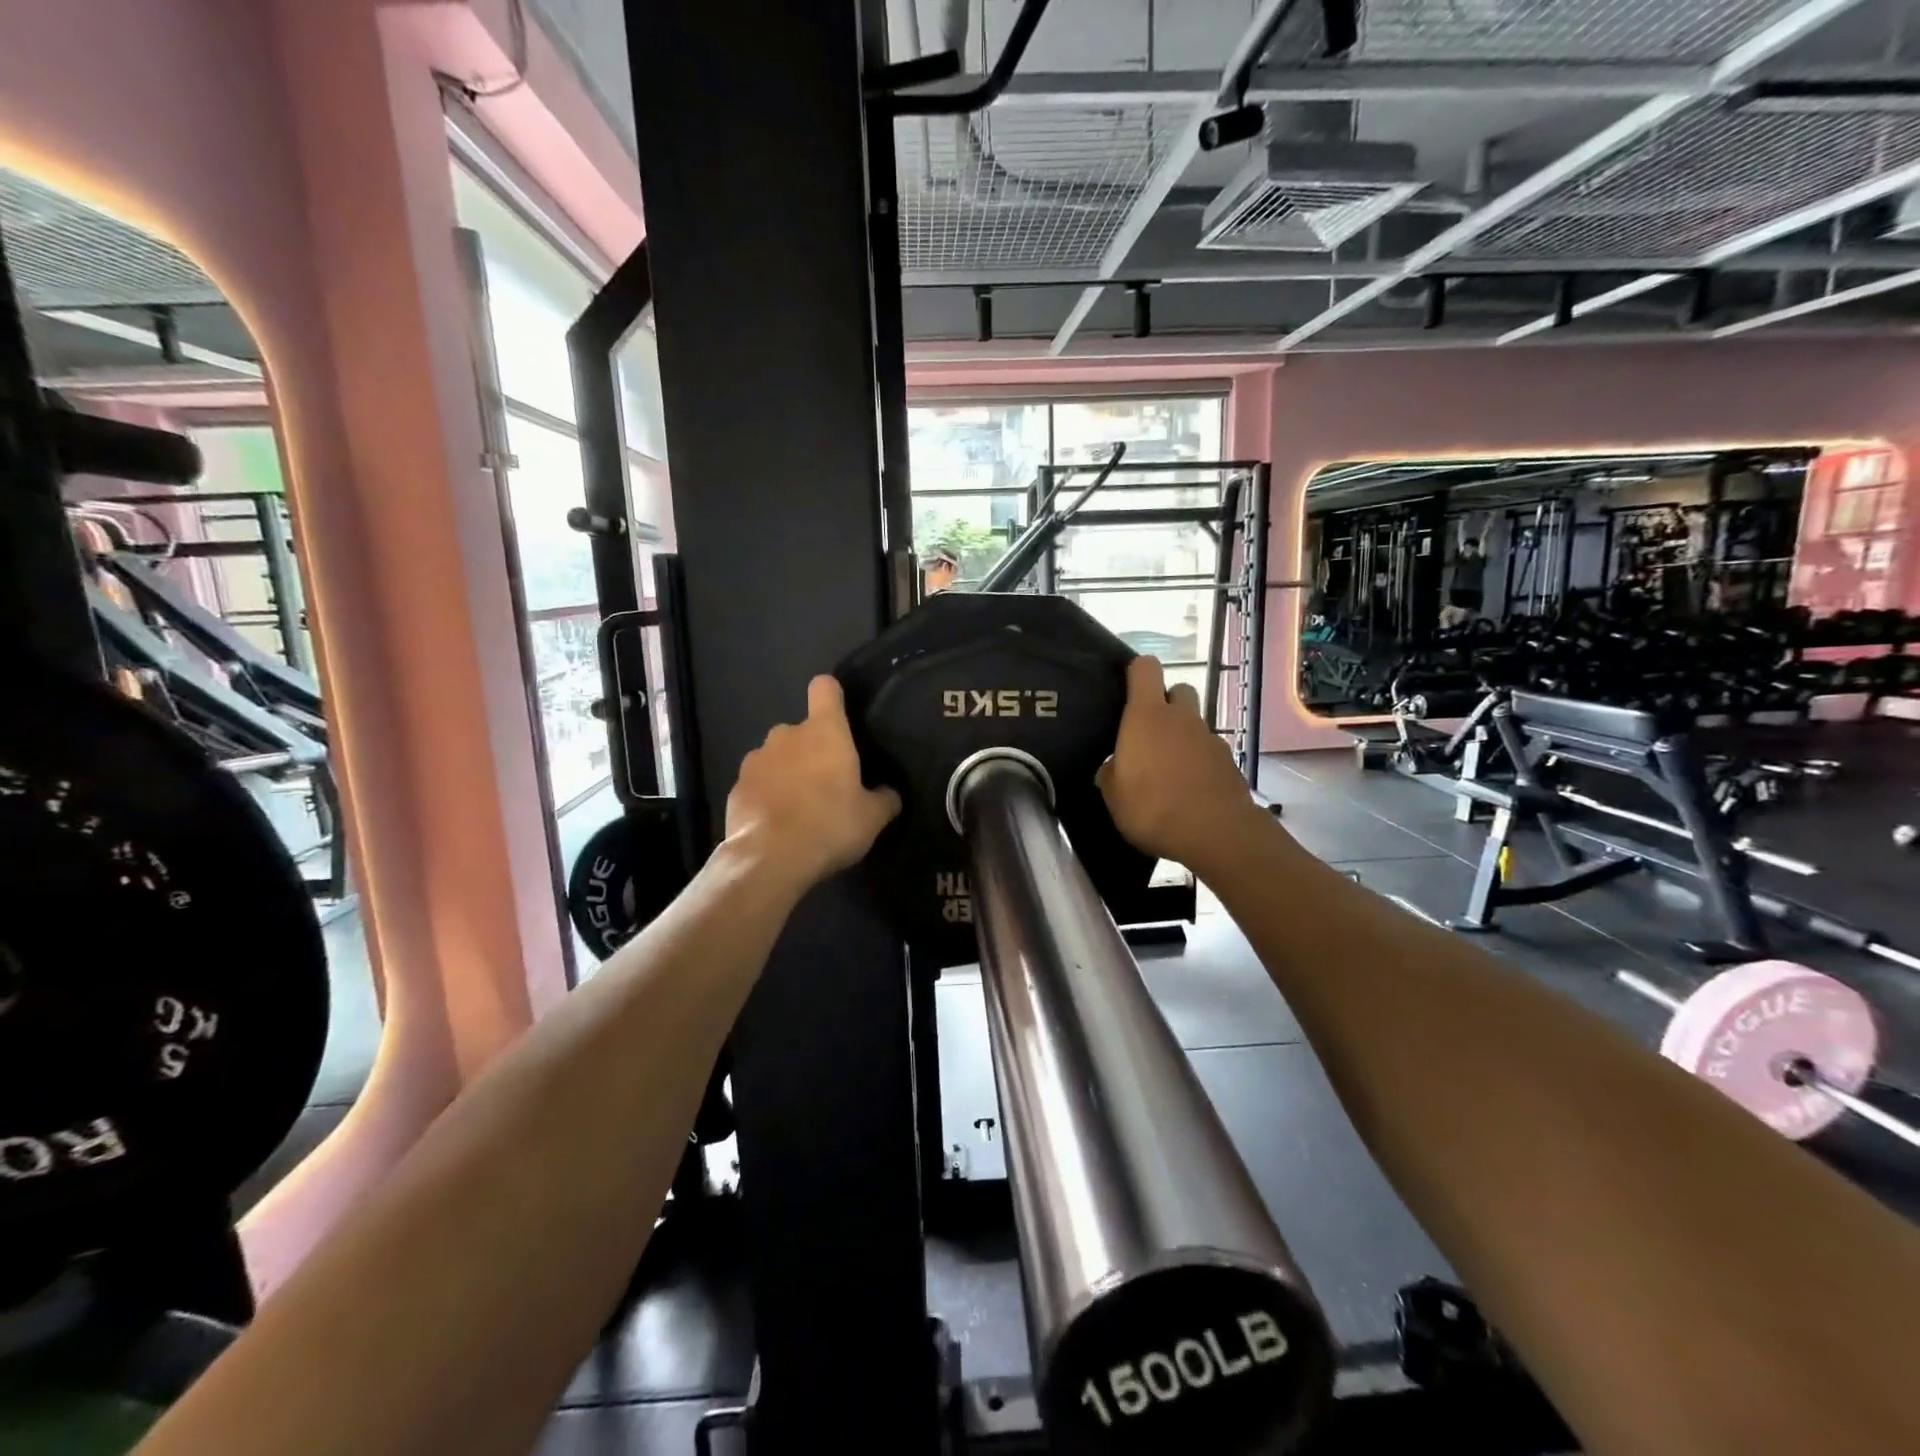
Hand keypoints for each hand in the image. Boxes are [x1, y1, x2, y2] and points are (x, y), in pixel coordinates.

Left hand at [724, 675, 900, 890]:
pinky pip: (757, 783)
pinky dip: (766, 796)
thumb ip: (884, 799)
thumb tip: (889, 793)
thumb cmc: (830, 826)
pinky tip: (776, 824)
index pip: (824, 688)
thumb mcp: (872, 818)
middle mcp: (786, 735)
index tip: (839, 714)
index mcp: (825, 732)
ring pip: (776, 757)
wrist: (770, 859)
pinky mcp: (736, 787)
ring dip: (787, 773)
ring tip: (799, 807)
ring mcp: (756, 760)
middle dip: (811, 750)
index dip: (832, 696)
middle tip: (826, 784)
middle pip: (801, 730)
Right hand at [1096, 656, 1262, 873]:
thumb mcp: (1114, 796)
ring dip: (1182, 738)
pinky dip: (1198, 763)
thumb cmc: (1153, 808)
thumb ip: (1110, 774)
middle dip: (1166, 703)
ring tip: (1167, 771)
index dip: (1136, 673)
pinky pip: (1208, 753)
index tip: (1125, 689)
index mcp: (1147, 716)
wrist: (1216, 834)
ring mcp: (1210, 739)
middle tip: (1149, 732)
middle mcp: (1182, 718)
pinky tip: (1188, 791)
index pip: (1145, 668)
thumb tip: (1112, 767)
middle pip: (1179, 690)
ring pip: (1194, 724)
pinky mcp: (1229, 763)